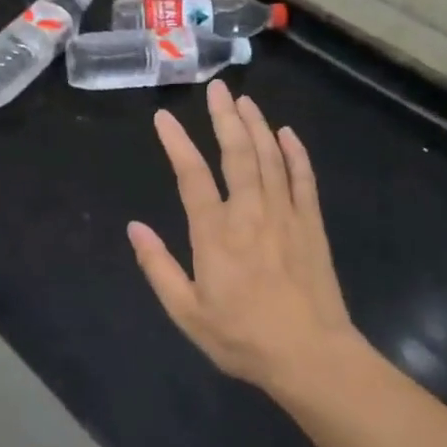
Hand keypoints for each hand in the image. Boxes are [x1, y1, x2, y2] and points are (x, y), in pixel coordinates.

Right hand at [129, 81, 357, 392]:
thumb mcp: (188, 313)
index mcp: (215, 234)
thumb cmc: (243, 337)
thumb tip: (134, 227)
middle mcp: (250, 213)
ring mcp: (285, 214)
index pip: (191, 176)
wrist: (311, 357)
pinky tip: (288, 134)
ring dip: (257, 125)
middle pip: (236, 153)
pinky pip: (303, 178)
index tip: (163, 117)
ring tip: (245, 101)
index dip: (176, 143)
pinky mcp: (311, 224)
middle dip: (225, 118)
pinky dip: (295, 153)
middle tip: (217, 89)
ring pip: (270, 157)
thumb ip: (158, 267)